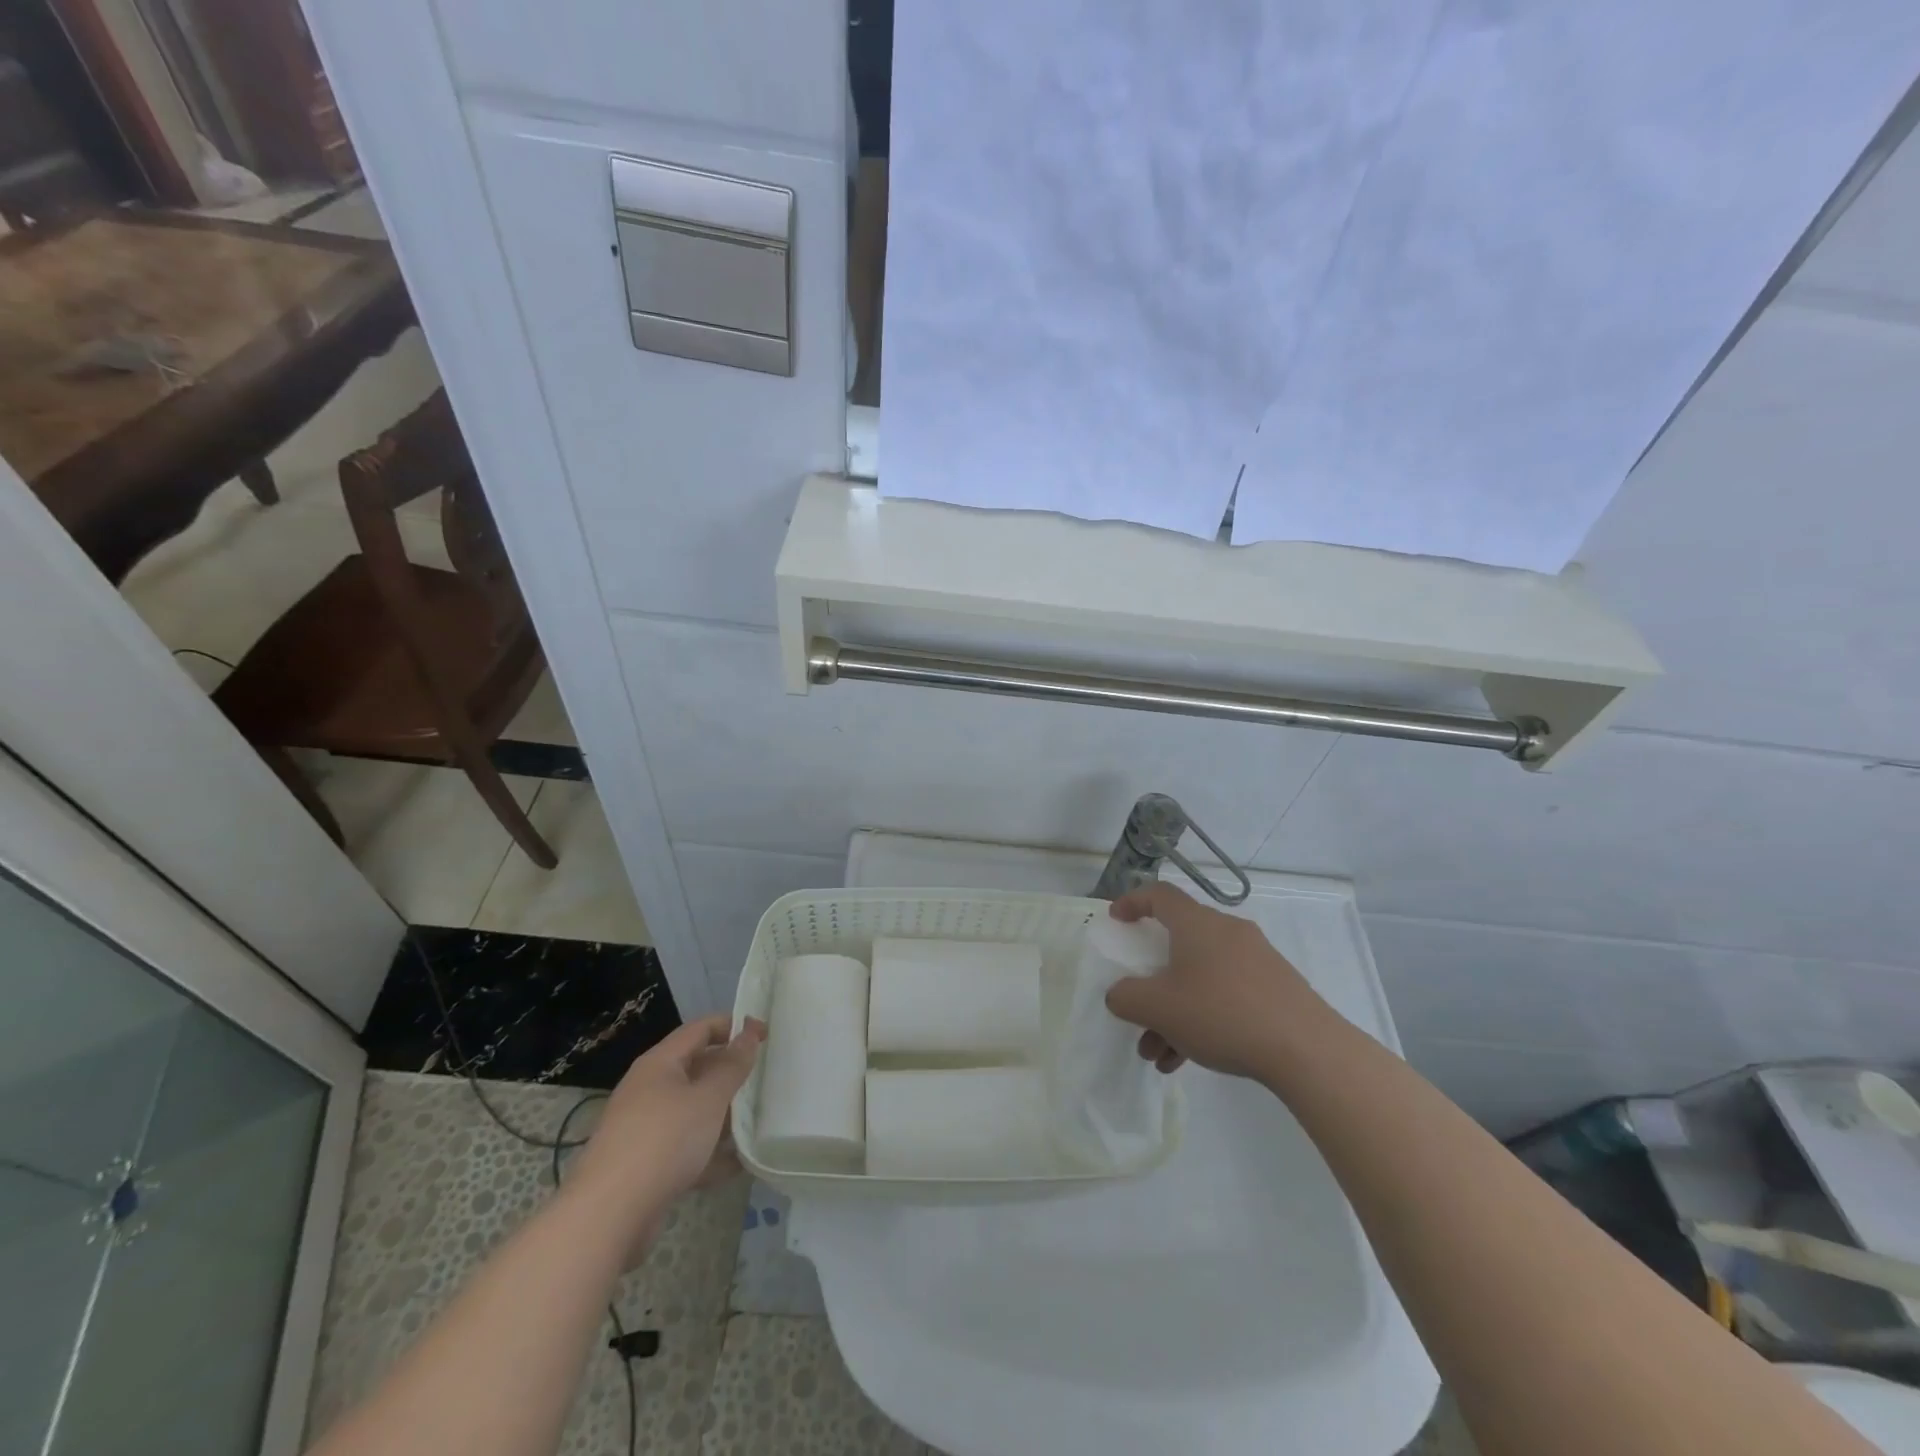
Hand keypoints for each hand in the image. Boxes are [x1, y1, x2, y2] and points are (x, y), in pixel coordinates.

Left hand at [564, 1015, 763, 1259]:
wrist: (607, 1217)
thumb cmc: (664, 1140)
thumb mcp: (708, 1098)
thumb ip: (732, 1065)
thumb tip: (749, 1033)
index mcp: (660, 1063)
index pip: (701, 1029)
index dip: (734, 1026)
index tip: (766, 1035)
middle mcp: (649, 1089)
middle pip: (697, 1069)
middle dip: (730, 1073)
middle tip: (764, 1079)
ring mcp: (645, 1128)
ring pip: (692, 1110)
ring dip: (723, 1115)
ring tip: (757, 1121)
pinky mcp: (646, 1164)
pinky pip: (685, 1147)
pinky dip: (710, 1152)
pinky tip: (737, 1165)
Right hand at [1104, 883, 1328, 1081]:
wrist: (1307, 1050)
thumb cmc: (1222, 1014)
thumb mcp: (1158, 1008)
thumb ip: (1126, 997)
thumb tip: (1120, 994)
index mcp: (1197, 924)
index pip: (1159, 895)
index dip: (1133, 902)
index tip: (1116, 921)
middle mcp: (1227, 932)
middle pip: (1178, 946)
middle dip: (1151, 984)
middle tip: (1137, 1011)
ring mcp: (1256, 960)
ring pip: (1200, 977)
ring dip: (1173, 1012)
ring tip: (1159, 1055)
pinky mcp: (1276, 989)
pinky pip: (1225, 994)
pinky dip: (1202, 1018)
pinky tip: (1190, 1061)